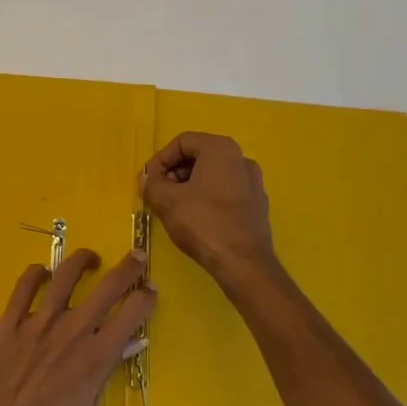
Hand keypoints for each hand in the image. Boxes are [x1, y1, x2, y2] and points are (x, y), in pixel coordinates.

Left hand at [0, 249, 155, 405]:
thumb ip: (101, 378)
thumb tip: (118, 351)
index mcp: (95, 358)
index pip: (132, 314)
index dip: (146, 299)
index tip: (151, 292)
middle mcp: (71, 331)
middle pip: (108, 287)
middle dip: (129, 268)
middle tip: (138, 256)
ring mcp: (37, 323)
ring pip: (65, 276)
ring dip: (82, 261)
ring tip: (90, 258)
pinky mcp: (7, 323)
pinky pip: (24, 287)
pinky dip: (35, 274)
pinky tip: (42, 273)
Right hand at [141, 133, 277, 287]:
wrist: (243, 263)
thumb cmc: (203, 223)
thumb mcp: (166, 201)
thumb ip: (152, 183)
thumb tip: (148, 178)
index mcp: (221, 149)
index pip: (182, 142)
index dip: (160, 159)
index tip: (148, 180)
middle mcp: (241, 159)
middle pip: (199, 156)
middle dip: (174, 172)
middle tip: (159, 193)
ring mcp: (254, 182)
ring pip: (213, 175)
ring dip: (189, 186)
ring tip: (174, 207)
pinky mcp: (258, 205)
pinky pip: (227, 191)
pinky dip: (208, 198)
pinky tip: (196, 219)